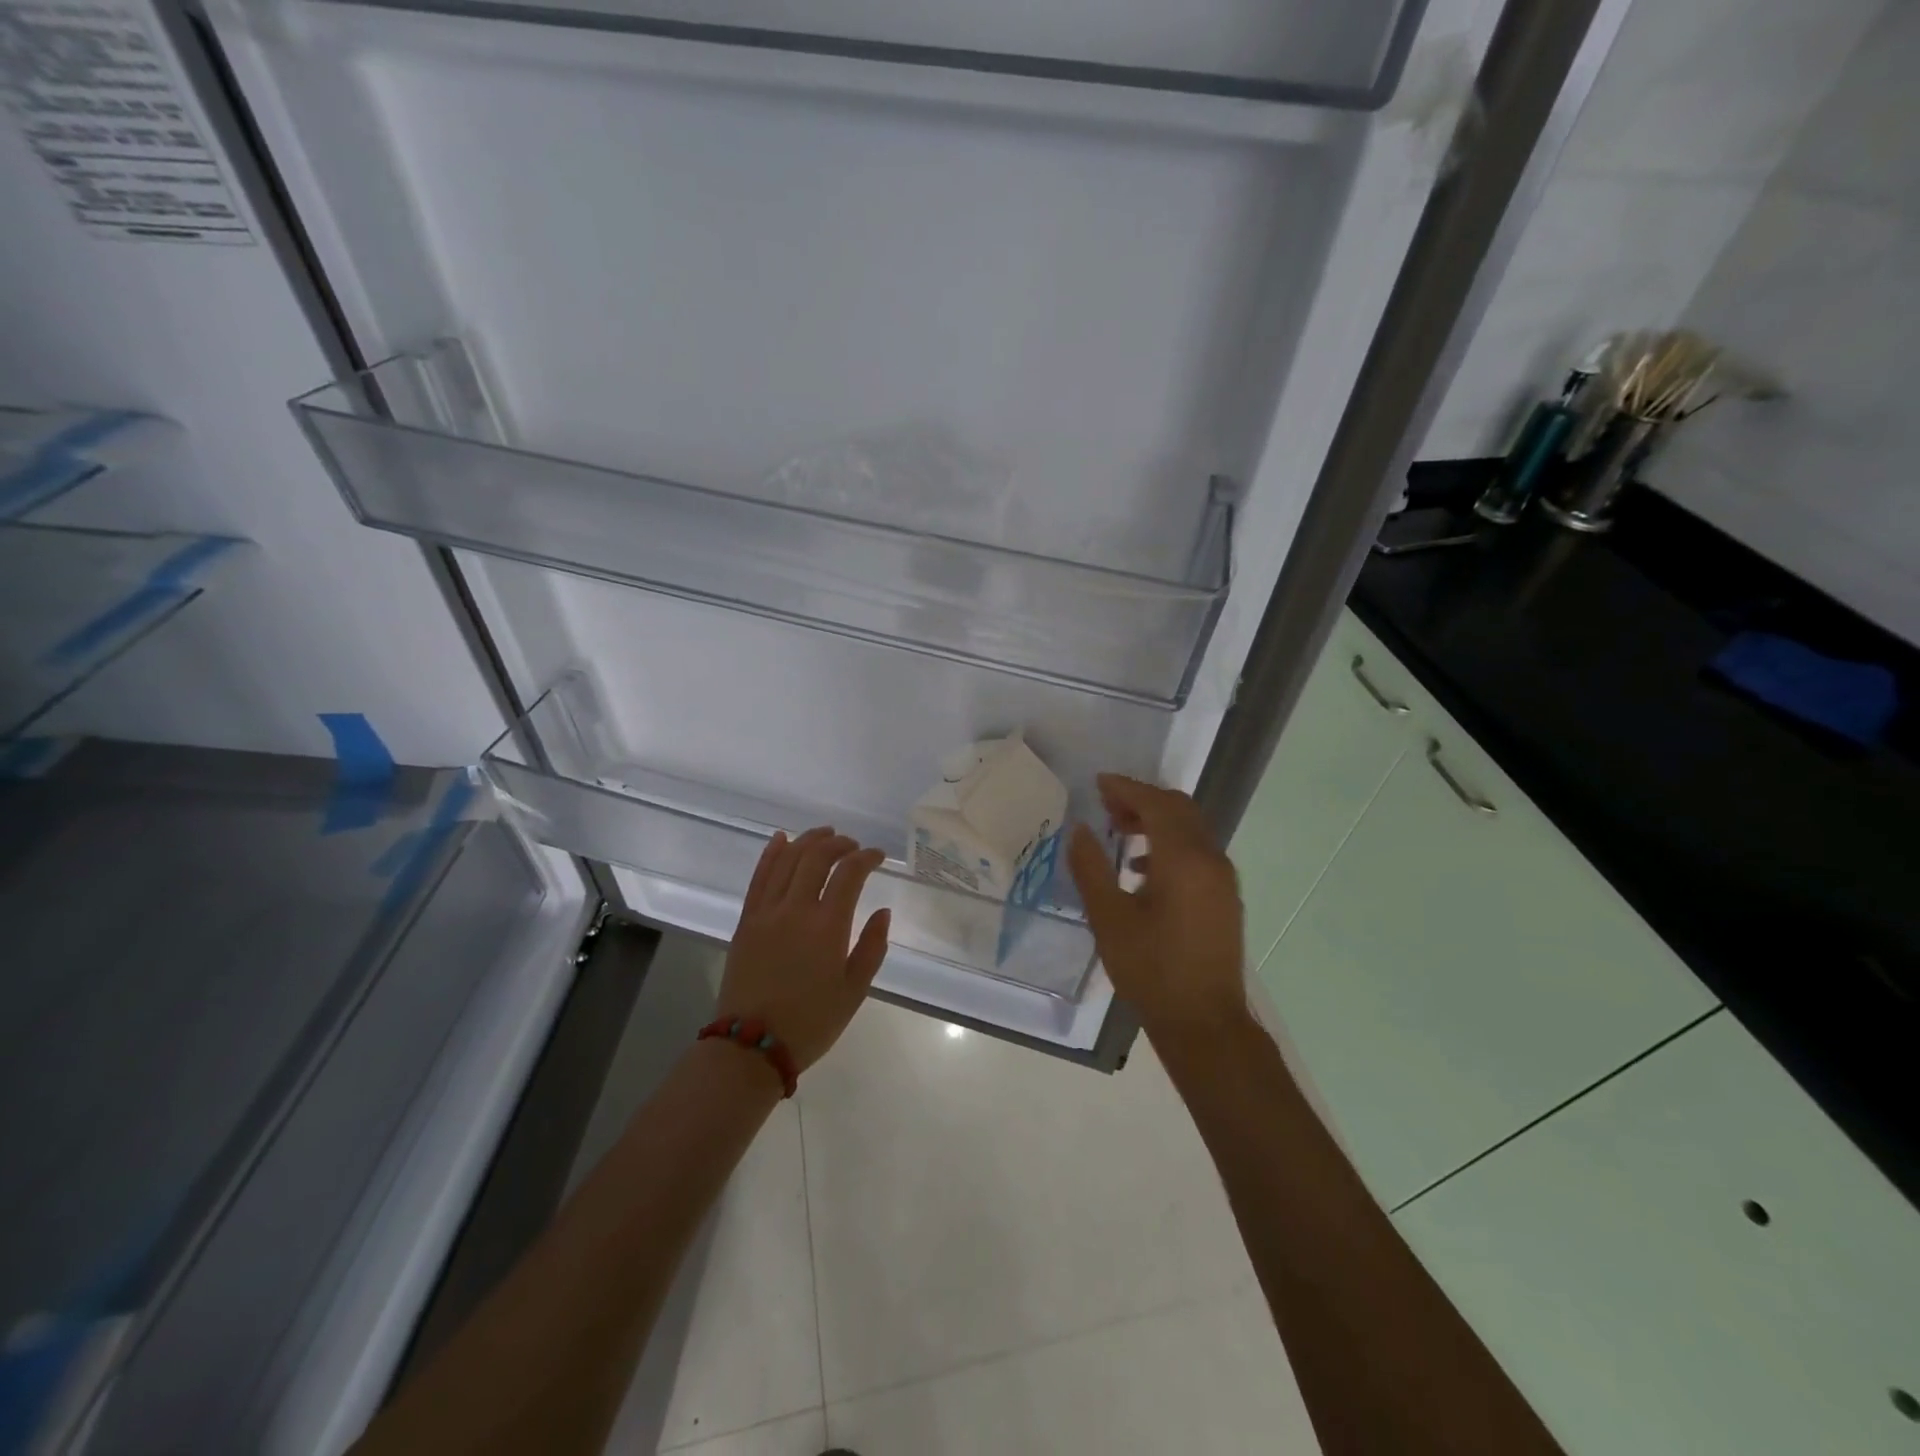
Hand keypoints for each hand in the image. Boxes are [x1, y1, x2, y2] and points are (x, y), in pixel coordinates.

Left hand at [718, 827, 891, 1072]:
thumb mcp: (854, 991)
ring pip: (787, 860)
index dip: (866, 857)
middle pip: (817, 857)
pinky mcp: (746, 920)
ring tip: (825, 834)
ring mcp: (766, 912)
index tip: (878, 856)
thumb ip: (872, 948)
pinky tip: (781, 839)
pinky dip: (771, 853)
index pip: (849, 873)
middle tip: (853, 845)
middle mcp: (796, 909)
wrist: (752, 1046)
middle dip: (839, 844)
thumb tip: (882, 912)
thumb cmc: (811, 1022)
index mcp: (827, 926)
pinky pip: (759, 877)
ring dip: (808, 840)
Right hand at [1067, 774, 1248, 1041]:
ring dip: (1157, 821)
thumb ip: (1091, 868)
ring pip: (1191, 829)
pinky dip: (1170, 845)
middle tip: (1106, 804)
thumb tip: (1079, 830)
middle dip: (1142, 800)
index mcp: (1184, 859)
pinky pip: (1197, 852)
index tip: (1098, 783)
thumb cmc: (1151, 970)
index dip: (1126, 788)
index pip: (1156, 804)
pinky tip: (1141, 869)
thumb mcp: (1109, 918)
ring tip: (1120, 831)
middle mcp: (1211, 859)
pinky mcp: (1224, 898)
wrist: (1204, 1022)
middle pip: (1179, 809)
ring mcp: (1223, 879)